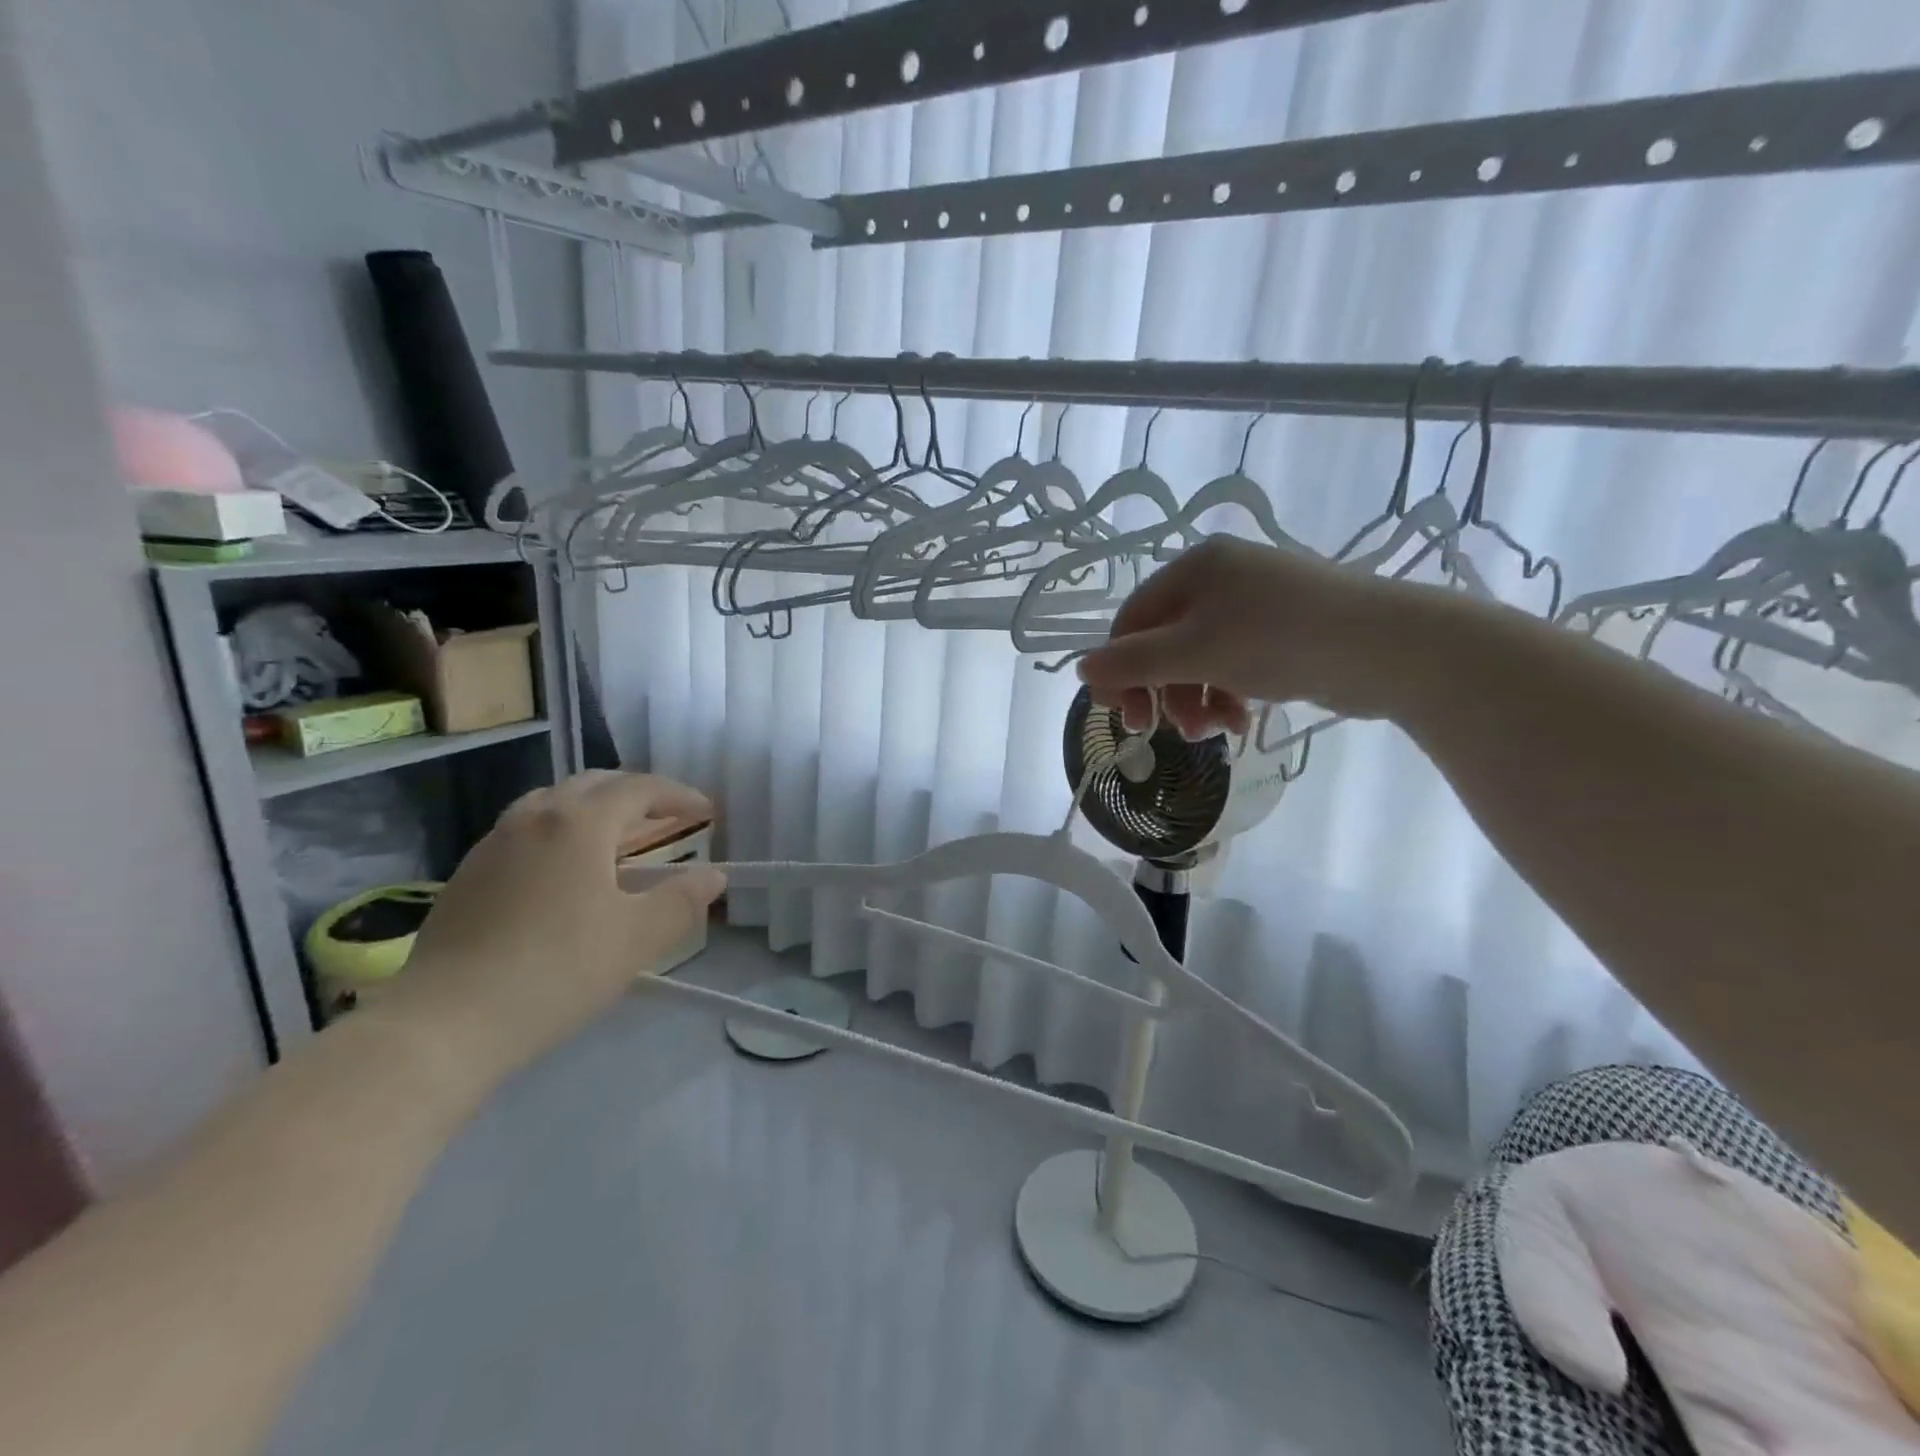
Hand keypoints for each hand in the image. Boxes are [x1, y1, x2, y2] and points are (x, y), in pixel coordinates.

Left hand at [384, 772, 725, 1092]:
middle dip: (636, 793)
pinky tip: (566, 872)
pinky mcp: (467, 874)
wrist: (445, 1024)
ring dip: (594, 809)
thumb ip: (683, 901)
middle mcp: (534, 817)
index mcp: (579, 822)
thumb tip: (712, 877)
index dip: (679, 795)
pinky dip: (560, 832)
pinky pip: (526, 831)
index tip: (707, 813)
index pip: (639, 789)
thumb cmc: (557, 970)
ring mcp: (493, 843)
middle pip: (593, 784)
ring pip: (553, 803)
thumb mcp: (637, 938)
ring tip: (617, 837)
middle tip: (665, 816)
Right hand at [1076, 536, 1401, 738]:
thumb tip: (1081, 669)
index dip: (1120, 669)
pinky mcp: (1282, 631)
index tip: (1124, 717)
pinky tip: (1240, 720)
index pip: (1132, 620)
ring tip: (1212, 731)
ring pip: (1199, 658)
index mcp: (1194, 567)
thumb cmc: (1278, 640)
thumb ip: (1132, 663)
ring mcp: (1254, 603)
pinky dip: (1228, 694)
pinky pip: (1233, 663)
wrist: (1387, 648)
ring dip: (1195, 700)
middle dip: (1163, 691)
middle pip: (1164, 641)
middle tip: (1164, 731)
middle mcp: (1220, 578)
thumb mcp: (1193, 652)